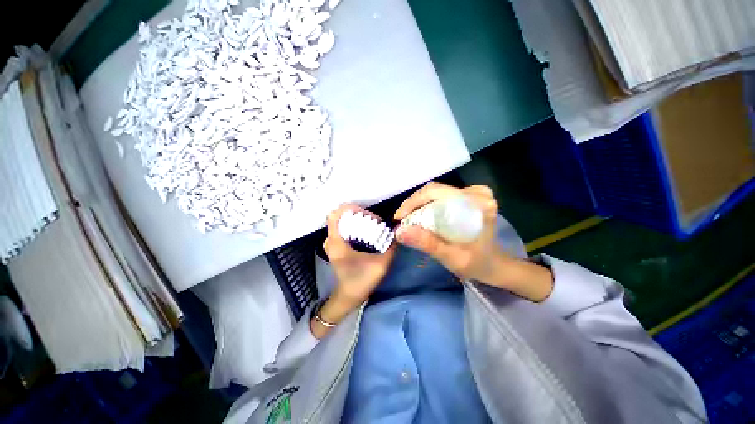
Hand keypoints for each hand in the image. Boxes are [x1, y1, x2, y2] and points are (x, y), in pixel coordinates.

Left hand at [312, 204, 396, 337]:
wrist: (348, 297)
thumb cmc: (361, 281)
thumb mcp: (380, 265)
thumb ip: (391, 247)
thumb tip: (398, 230)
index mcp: (337, 243)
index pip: (335, 215)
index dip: (350, 209)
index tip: (366, 213)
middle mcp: (331, 240)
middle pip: (341, 217)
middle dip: (359, 215)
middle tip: (375, 221)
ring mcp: (331, 242)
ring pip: (343, 222)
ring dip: (357, 220)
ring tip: (373, 226)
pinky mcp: (335, 245)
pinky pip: (343, 228)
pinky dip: (355, 226)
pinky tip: (367, 232)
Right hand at [394, 183, 500, 281]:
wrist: (495, 265)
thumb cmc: (477, 264)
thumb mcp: (452, 257)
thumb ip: (428, 244)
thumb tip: (399, 232)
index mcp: (477, 203)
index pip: (436, 192)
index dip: (413, 202)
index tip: (399, 218)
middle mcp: (477, 193)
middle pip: (434, 190)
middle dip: (413, 204)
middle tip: (401, 221)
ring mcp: (474, 193)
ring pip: (436, 192)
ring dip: (419, 205)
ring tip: (407, 220)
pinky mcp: (469, 196)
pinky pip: (441, 196)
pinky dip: (427, 205)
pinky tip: (420, 216)